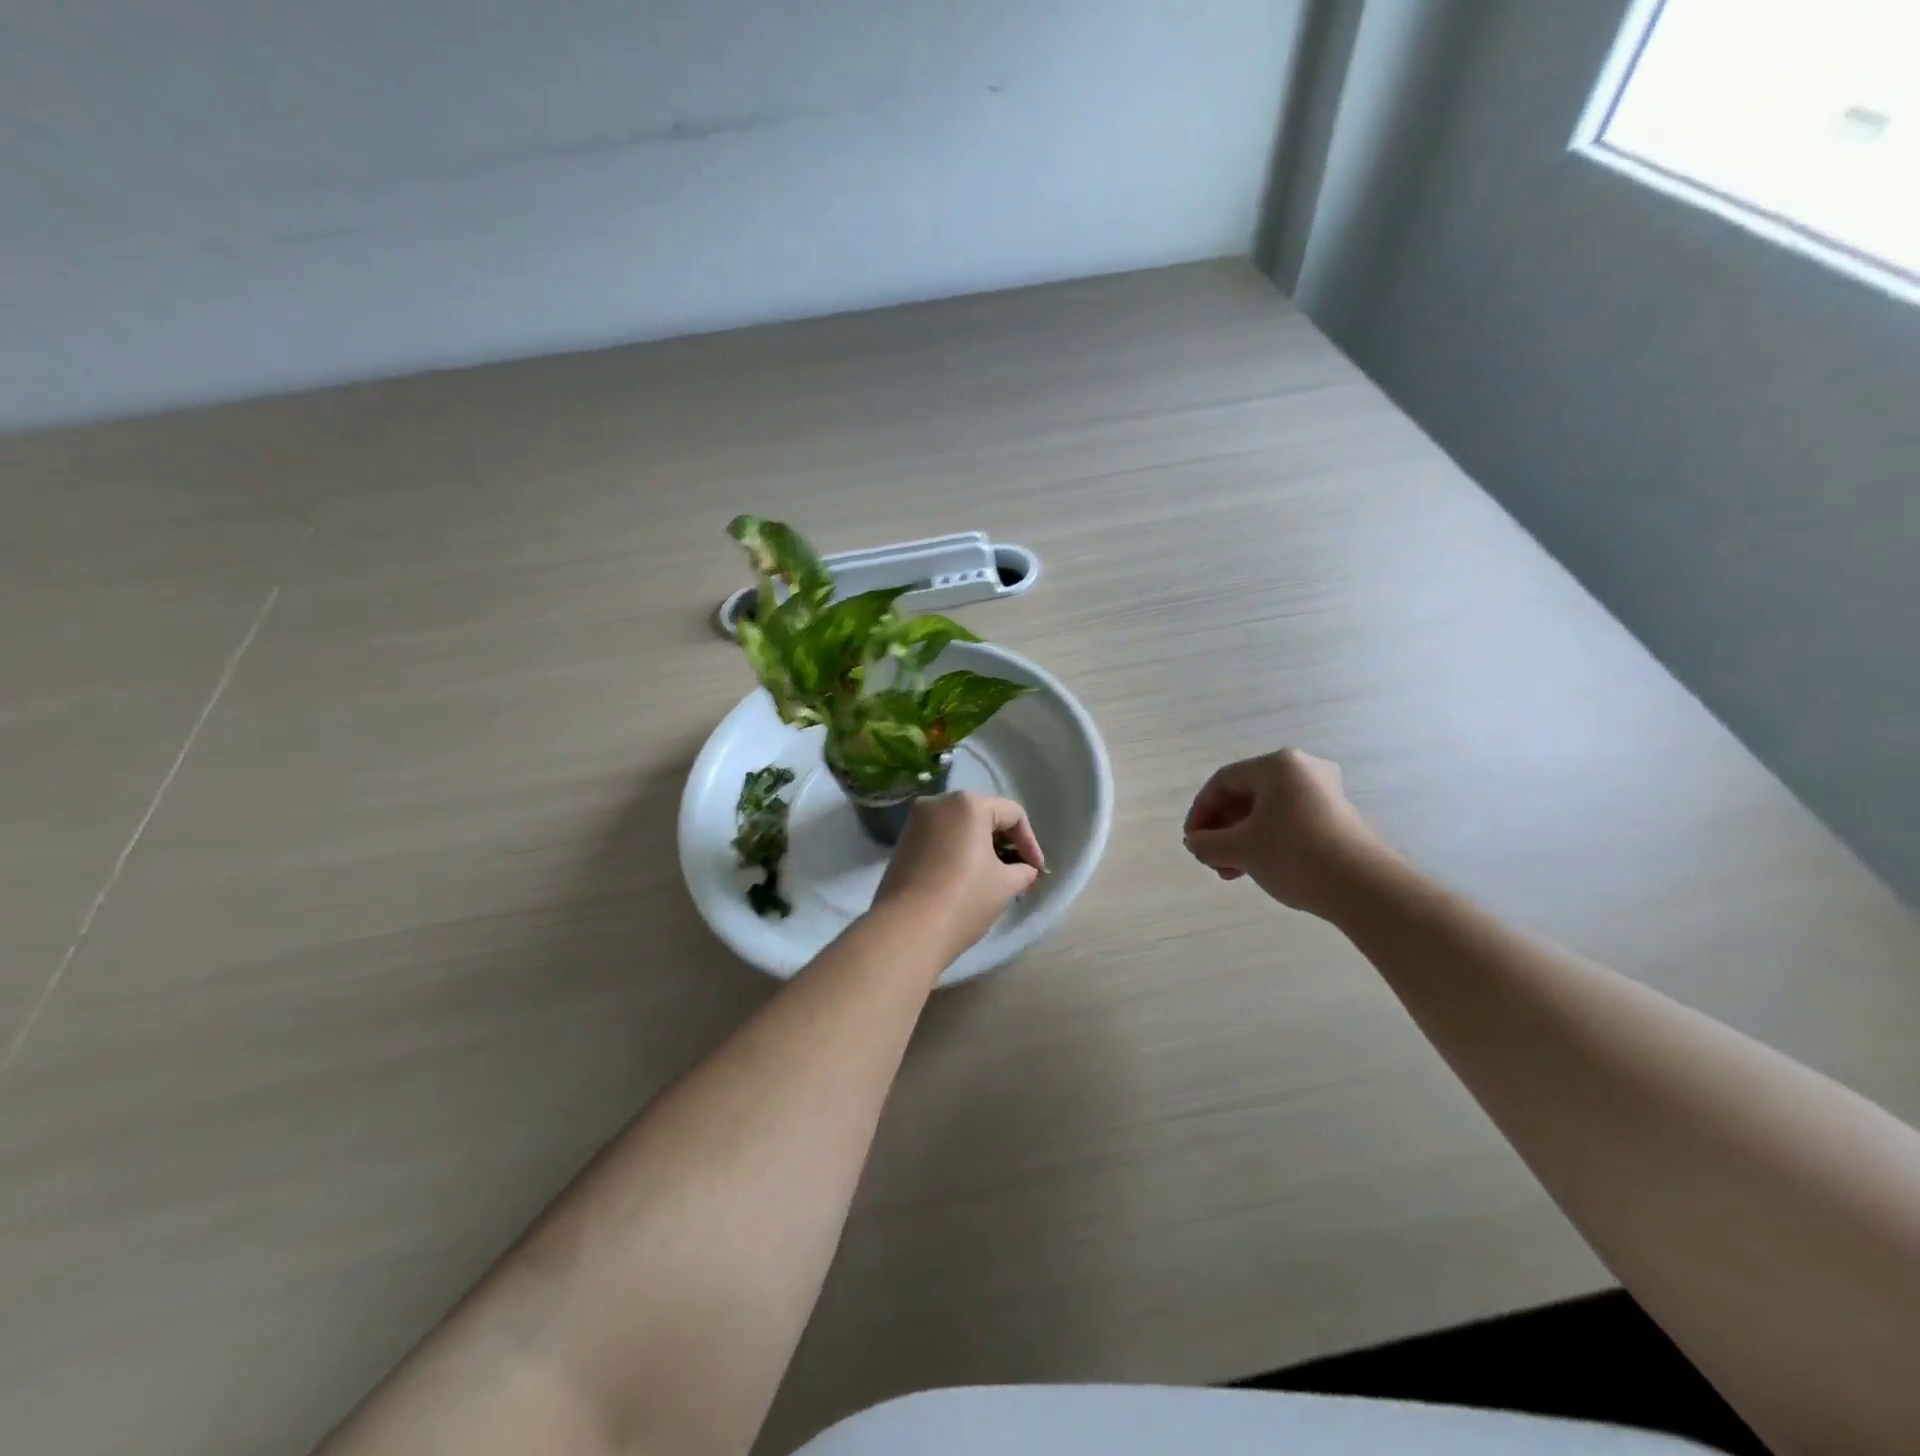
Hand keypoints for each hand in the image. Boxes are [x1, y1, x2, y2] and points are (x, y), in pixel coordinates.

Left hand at [871, 792, 1042, 962]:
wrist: (907, 930)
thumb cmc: (964, 899)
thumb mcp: (1005, 885)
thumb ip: (1023, 871)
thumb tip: (1027, 870)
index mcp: (968, 804)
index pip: (1012, 814)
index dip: (1030, 843)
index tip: (1036, 871)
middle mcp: (939, 802)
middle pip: (984, 815)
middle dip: (1005, 842)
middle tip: (1019, 871)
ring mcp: (916, 821)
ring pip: (960, 826)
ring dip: (981, 847)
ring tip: (995, 876)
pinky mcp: (902, 842)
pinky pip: (940, 838)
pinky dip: (958, 851)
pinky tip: (967, 877)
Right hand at [1183, 749, 1387, 915]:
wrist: (1363, 888)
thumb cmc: (1293, 854)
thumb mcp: (1240, 849)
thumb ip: (1207, 843)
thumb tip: (1196, 843)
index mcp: (1277, 765)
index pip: (1223, 782)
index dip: (1200, 812)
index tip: (1192, 842)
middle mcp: (1302, 769)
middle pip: (1246, 796)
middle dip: (1222, 830)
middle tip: (1210, 858)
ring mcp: (1324, 793)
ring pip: (1267, 812)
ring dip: (1241, 840)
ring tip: (1230, 872)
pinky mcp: (1337, 817)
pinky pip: (1288, 821)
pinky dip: (1266, 841)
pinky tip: (1257, 869)